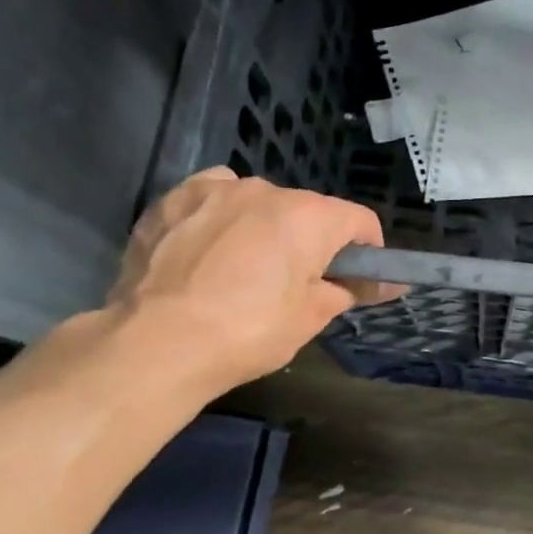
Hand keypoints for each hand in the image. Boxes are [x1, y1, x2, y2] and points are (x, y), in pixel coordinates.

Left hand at [106, 170, 392, 396]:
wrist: (155, 343)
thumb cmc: (248, 332)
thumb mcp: (310, 319)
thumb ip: (347, 291)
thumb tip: (377, 285)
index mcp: (309, 216)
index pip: (359, 220)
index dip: (367, 251)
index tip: (358, 279)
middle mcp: (266, 190)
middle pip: (307, 211)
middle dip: (310, 241)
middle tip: (296, 284)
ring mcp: (215, 190)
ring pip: (257, 202)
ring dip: (263, 227)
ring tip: (244, 268)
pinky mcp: (172, 199)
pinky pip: (212, 199)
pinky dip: (219, 218)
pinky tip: (207, 250)